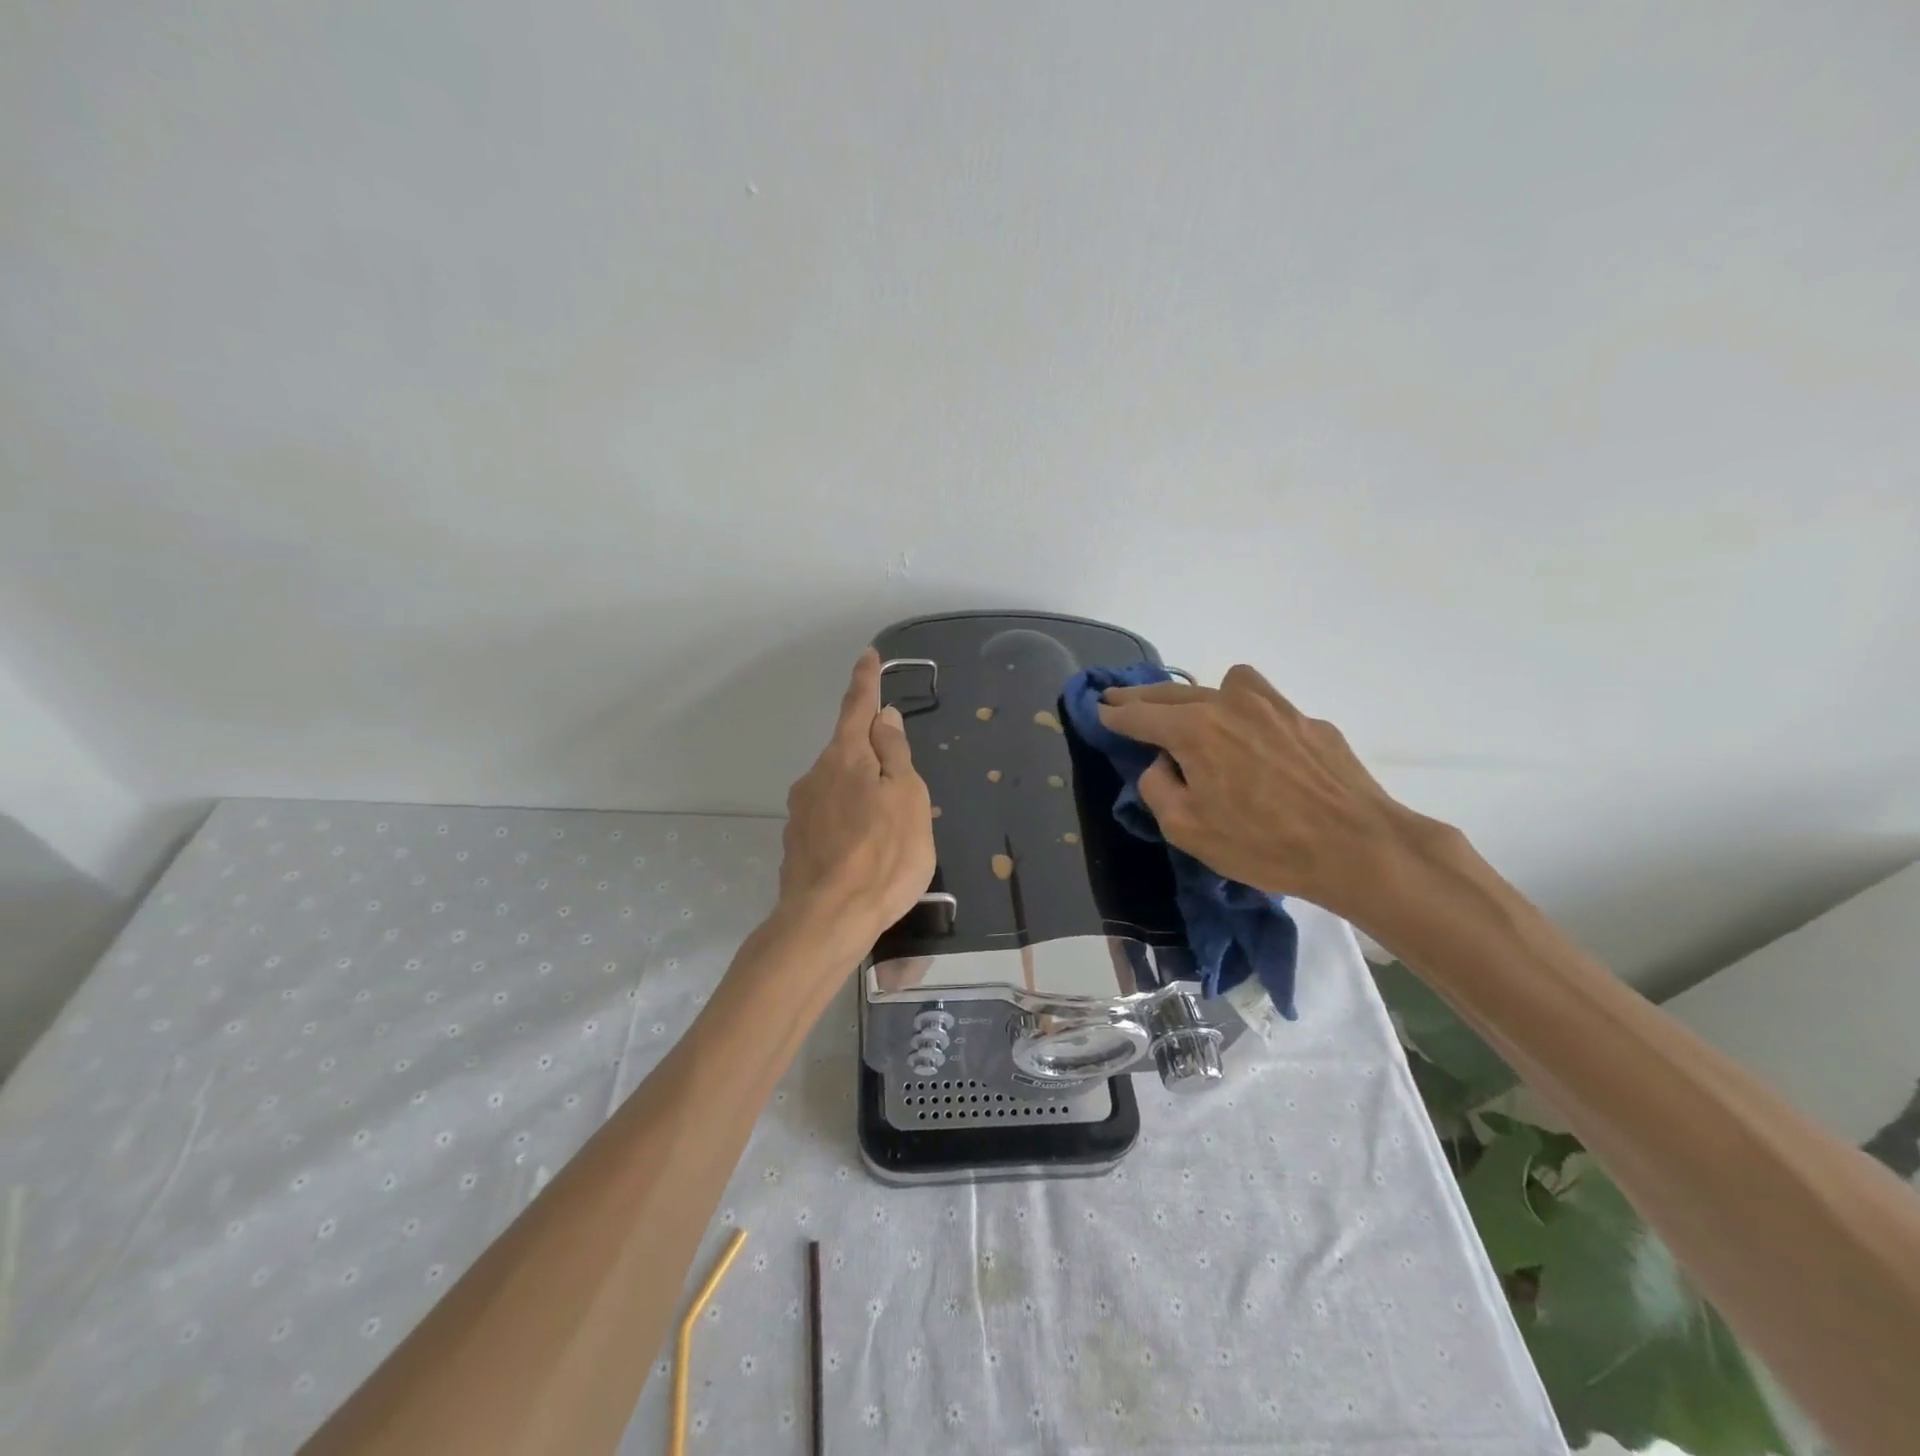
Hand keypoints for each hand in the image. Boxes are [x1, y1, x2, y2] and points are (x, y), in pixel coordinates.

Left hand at [773, 649, 935, 958]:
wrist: (827, 920)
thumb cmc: (883, 855)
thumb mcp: (907, 798)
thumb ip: (895, 754)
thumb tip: (884, 717)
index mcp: (845, 758)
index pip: (858, 707)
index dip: (866, 681)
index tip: (868, 656)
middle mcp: (815, 776)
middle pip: (848, 751)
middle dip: (872, 755)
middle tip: (902, 786)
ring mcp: (801, 812)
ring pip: (838, 788)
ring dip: (861, 795)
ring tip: (887, 832)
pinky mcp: (796, 844)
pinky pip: (830, 820)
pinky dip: (849, 824)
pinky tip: (863, 853)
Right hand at [1096, 665, 1431, 920]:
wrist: (1357, 847)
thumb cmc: (1262, 844)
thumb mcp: (1188, 829)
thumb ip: (1157, 789)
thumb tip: (1159, 764)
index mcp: (1194, 730)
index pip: (1140, 714)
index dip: (1114, 713)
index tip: (1098, 709)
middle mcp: (1230, 704)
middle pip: (1173, 692)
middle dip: (1141, 697)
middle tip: (1120, 699)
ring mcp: (1274, 707)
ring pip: (1225, 684)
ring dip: (1201, 695)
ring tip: (1198, 718)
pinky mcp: (1308, 721)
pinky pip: (1264, 705)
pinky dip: (1247, 715)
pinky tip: (1255, 745)